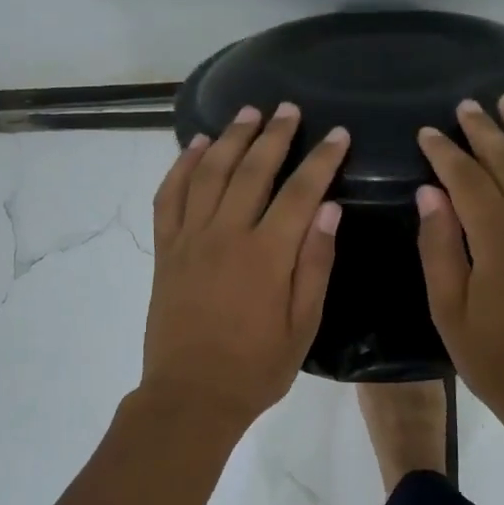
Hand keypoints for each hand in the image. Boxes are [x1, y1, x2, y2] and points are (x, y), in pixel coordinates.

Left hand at [141, 102, 348, 431]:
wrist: (190, 396)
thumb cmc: (256, 367)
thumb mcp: (303, 325)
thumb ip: (315, 264)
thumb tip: (328, 209)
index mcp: (266, 255)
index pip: (300, 192)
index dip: (321, 160)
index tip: (338, 134)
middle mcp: (226, 235)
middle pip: (251, 171)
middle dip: (273, 135)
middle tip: (288, 108)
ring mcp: (190, 239)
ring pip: (208, 173)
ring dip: (229, 138)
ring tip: (247, 113)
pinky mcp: (165, 250)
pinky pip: (169, 197)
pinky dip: (180, 167)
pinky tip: (194, 146)